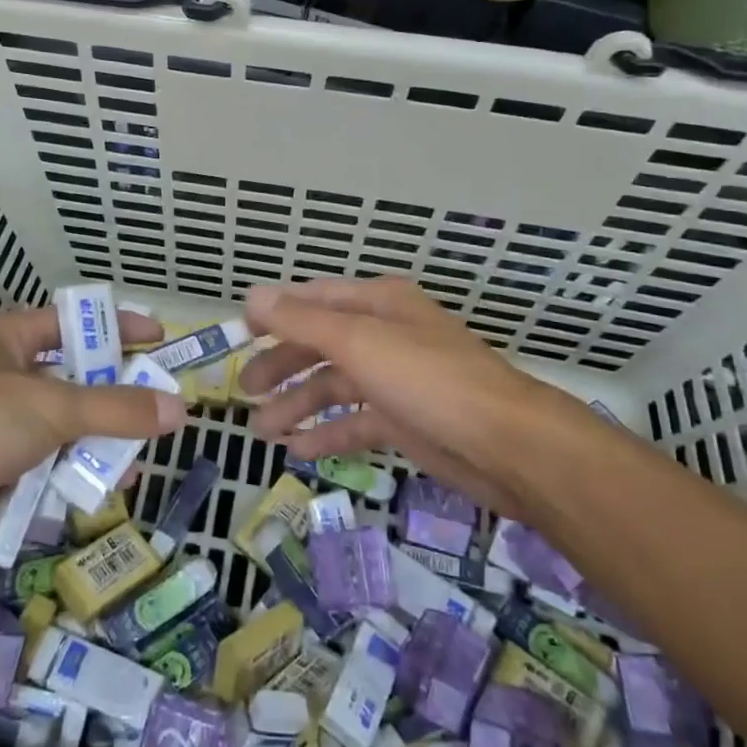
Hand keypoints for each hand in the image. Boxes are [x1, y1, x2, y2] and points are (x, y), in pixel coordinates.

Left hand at [0, 307, 184, 570]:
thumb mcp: (51, 406)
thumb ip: (116, 409)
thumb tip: (179, 409)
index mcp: (6, 341)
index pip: (71, 323)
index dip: (115, 328)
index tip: (159, 339)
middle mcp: (1, 380)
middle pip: (71, 384)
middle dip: (113, 401)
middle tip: (158, 414)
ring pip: (60, 434)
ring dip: (95, 449)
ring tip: (135, 467)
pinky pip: (42, 474)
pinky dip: (68, 483)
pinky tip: (99, 496)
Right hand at [238, 277, 571, 511]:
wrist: (507, 445)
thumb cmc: (428, 379)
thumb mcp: (359, 342)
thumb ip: (302, 320)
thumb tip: (253, 294)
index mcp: (378, 303)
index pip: (315, 299)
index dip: (275, 312)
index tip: (239, 333)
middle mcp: (385, 334)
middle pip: (320, 344)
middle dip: (281, 366)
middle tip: (245, 391)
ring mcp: (396, 379)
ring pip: (334, 386)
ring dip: (297, 405)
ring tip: (261, 431)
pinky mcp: (404, 420)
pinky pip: (354, 421)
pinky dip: (326, 432)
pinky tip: (297, 451)